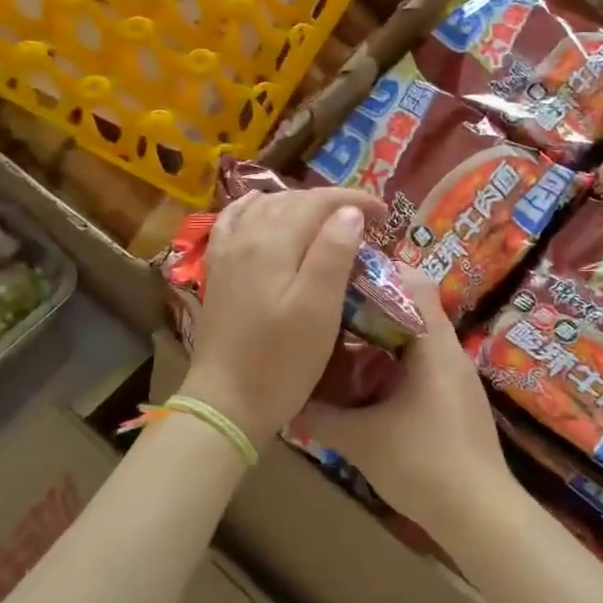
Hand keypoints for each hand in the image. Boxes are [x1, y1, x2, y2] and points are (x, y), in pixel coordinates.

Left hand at [180, 187, 382, 442]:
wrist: (226, 402)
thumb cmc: (281, 361)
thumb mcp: (319, 310)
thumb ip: (333, 254)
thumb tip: (349, 212)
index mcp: (275, 243)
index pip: (319, 202)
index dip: (355, 200)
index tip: (385, 214)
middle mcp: (247, 235)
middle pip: (293, 200)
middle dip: (332, 202)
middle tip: (365, 220)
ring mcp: (227, 251)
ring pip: (266, 205)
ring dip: (300, 203)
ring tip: (327, 219)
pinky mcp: (217, 268)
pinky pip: (234, 220)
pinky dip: (255, 207)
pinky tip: (263, 209)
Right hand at [296, 271, 514, 538]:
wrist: (481, 517)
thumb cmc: (424, 464)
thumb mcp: (361, 439)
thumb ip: (319, 417)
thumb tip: (284, 401)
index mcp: (434, 344)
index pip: (412, 281)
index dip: (376, 272)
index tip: (338, 278)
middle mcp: (449, 351)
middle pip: (410, 308)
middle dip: (368, 308)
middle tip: (327, 313)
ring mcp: (455, 377)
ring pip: (414, 339)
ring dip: (379, 339)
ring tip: (338, 346)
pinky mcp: (455, 401)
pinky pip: (421, 365)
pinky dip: (392, 365)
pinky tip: (364, 387)